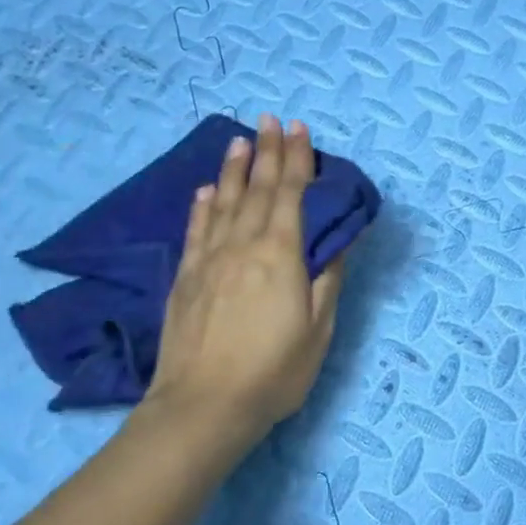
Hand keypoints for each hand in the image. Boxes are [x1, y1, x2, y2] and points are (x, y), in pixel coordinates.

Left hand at [143, 114, 352, 450]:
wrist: (204, 405)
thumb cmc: (274, 372)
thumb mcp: (318, 330)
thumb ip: (328, 280)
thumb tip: (339, 241)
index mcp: (280, 255)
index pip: (290, 195)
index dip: (296, 160)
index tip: (300, 130)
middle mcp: (242, 245)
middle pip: (255, 189)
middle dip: (266, 152)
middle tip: (270, 120)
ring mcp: (209, 260)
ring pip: (222, 202)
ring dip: (232, 169)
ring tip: (239, 141)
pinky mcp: (185, 278)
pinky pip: (196, 230)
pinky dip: (201, 206)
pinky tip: (204, 191)